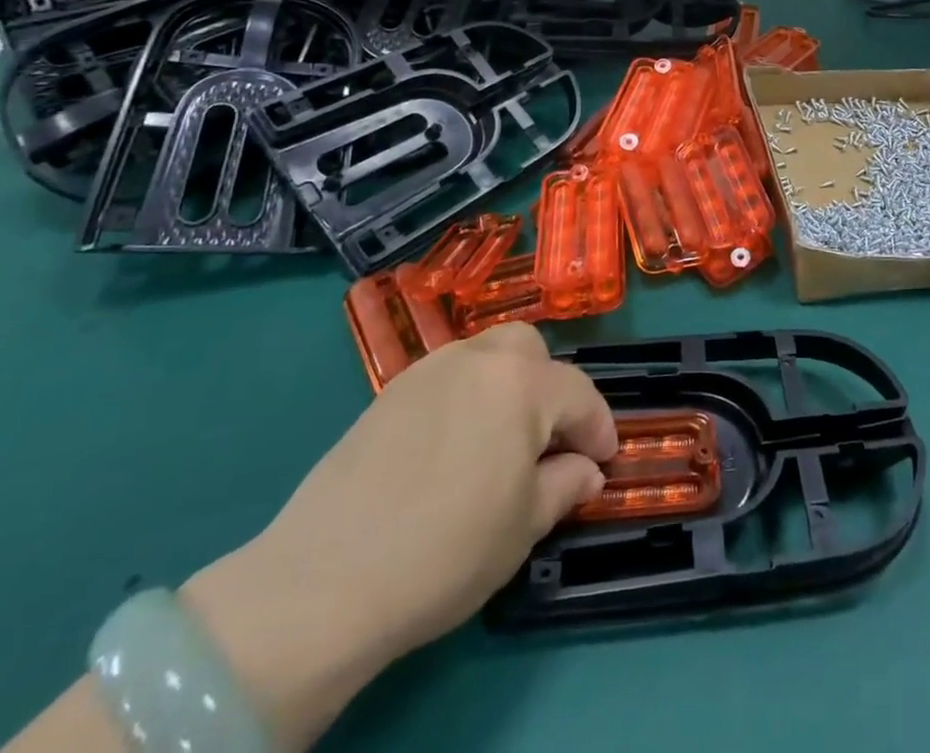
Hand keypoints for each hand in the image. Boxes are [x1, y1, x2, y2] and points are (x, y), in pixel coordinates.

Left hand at [181, 325, 616, 747]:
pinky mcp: (390, 391)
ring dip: (508, 385)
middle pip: (531, 351)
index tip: (604, 459)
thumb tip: (585, 470)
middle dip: (550, 388)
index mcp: (522, 384)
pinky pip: (448, 377)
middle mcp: (479, 359)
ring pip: (487, 355)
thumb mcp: (523, 527)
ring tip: (501, 439)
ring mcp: (430, 369)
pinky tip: (454, 445)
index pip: (578, 394)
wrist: (325, 578)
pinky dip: (466, 396)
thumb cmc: (446, 550)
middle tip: (548, 440)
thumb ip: (564, 486)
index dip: (598, 428)